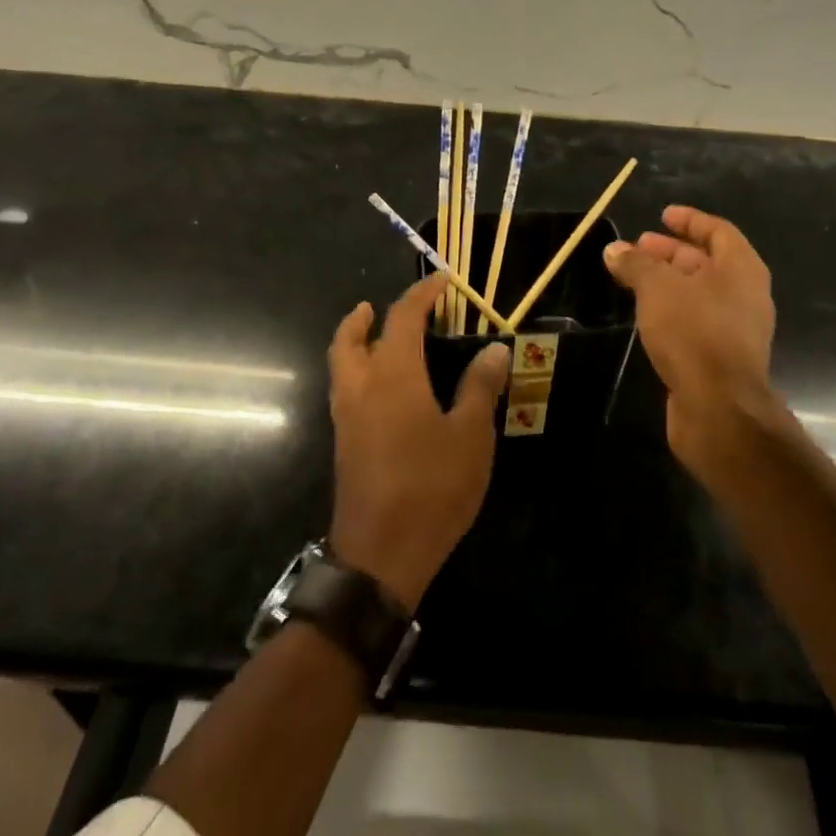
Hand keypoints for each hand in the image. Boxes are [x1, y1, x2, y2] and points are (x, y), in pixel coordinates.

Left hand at [326, 274, 509, 610]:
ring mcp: (347, 418)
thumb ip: (480, 387)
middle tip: (376, 307)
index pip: (403, 318)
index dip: (422, 294)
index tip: (442, 281)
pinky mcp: (344, 445)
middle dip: (363, 318)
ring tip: (375, 339)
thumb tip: (494, 348)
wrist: (380, 555)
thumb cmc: (431, 487)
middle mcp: (362, 387)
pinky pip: (345, 391)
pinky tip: (382, 390)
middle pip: (349, 339)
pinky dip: (356, 372)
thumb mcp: (471, 435)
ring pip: (341, 366)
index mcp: (394, 375)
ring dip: (353, 343)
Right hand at [604, 205, 792, 490]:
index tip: (662, 216)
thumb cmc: (693, 332)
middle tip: (638, 248)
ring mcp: (737, 328)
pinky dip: (672, 309)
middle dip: (671, 252)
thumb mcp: (657, 288)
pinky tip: (646, 314)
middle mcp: (745, 294)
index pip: (718, 231)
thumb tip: (614, 250)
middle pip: (707, 262)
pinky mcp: (722, 357)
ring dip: (668, 282)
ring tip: (633, 279)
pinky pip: (696, 320)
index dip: (689, 220)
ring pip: (699, 293)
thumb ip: (636, 264)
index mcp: (741, 269)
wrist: (718, 407)